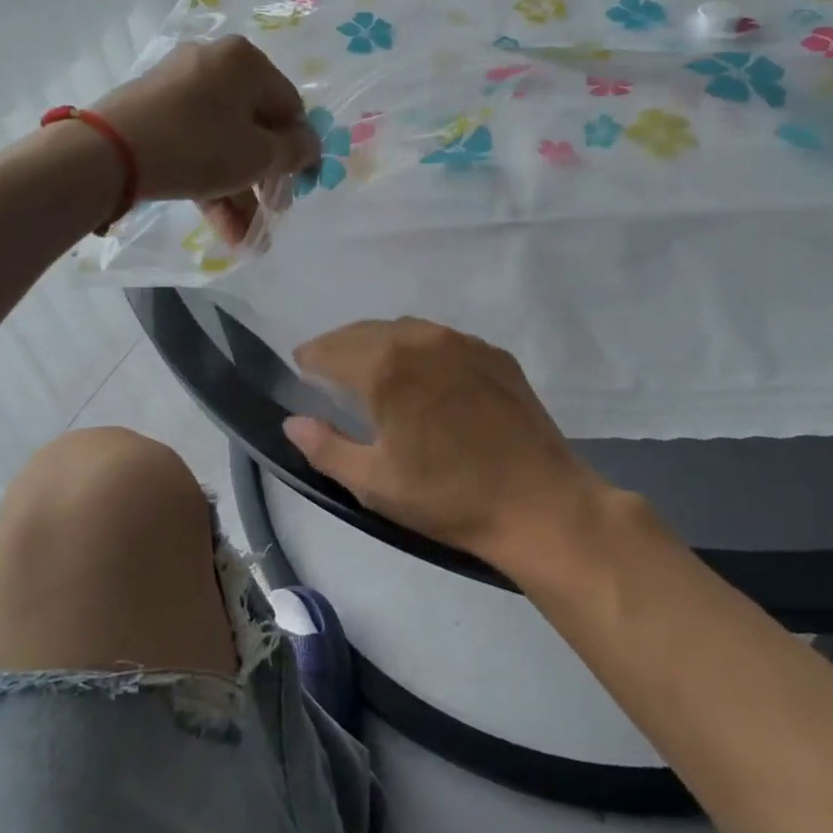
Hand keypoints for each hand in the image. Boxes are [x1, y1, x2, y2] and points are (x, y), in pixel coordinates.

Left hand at [91, 37, 318, 243]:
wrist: (106, 153)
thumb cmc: (198, 145)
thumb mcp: (258, 154)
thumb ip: (294, 152)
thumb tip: (309, 147)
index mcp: (244, 62)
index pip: (289, 106)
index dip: (301, 149)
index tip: (303, 185)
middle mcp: (212, 65)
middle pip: (254, 127)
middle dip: (264, 180)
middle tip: (272, 215)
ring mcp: (178, 88)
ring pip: (223, 143)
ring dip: (238, 193)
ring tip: (246, 240)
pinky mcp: (153, 113)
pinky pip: (195, 145)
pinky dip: (210, 182)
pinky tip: (223, 228)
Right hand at [283, 318, 609, 569]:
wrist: (540, 503)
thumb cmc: (449, 497)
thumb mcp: (375, 483)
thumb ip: (325, 447)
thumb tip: (292, 422)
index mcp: (386, 367)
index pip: (330, 349)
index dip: (310, 358)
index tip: (301, 369)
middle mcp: (421, 339)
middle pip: (365, 331)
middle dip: (341, 347)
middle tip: (329, 370)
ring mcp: (462, 342)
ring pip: (405, 329)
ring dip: (380, 343)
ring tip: (375, 371)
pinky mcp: (493, 353)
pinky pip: (442, 340)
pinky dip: (420, 350)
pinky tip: (426, 379)